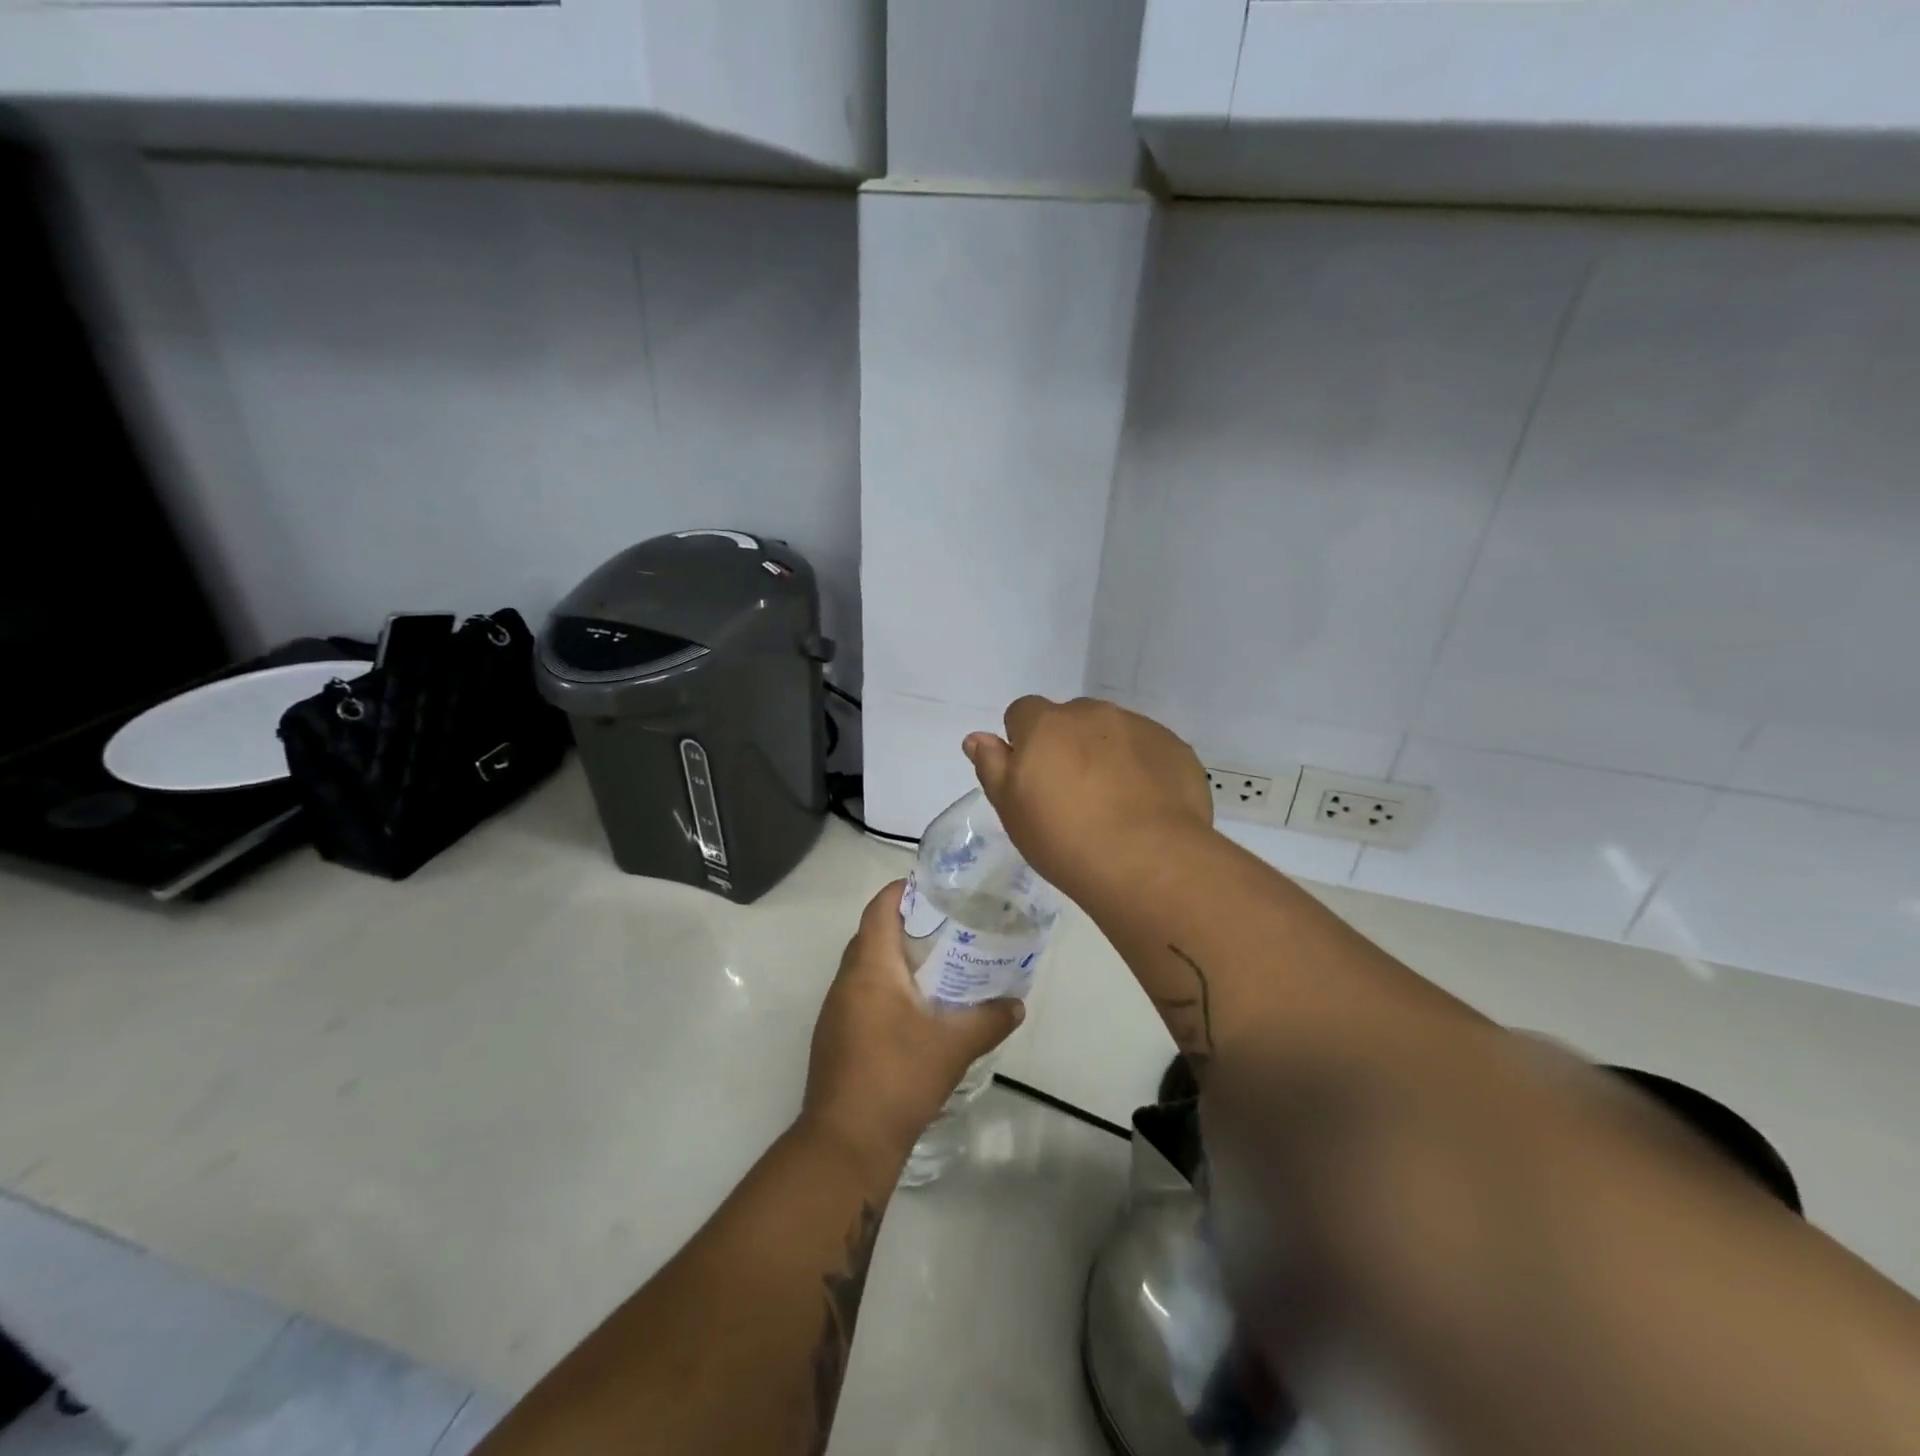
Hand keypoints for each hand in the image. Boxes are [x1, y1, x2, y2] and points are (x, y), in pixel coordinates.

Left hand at [803, 882, 1024, 1167]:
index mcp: (869, 967)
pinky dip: (889, 988)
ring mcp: (836, 1009)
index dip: (905, 890)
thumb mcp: (953, 1046)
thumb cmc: (897, 1077)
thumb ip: (988, 1019)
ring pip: (868, 966)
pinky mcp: (837, 1036)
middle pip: (874, 934)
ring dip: (899, 959)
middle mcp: (846, 980)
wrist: (845, 1142)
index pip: (880, 908)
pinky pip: (863, 994)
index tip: (939, 889)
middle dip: (909, 925)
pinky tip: (919, 1009)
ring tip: (942, 963)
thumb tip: (1017, 1004)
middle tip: (951, 926)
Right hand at [964, 696, 1211, 900]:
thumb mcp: (1011, 809)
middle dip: (1068, 744)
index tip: (1032, 777)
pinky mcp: (1175, 748)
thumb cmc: (1064, 838)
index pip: (1023, 712)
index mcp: (1046, 724)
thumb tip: (977, 738)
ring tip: (1114, 803)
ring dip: (1106, 753)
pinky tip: (1145, 806)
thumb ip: (992, 766)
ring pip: (1113, 732)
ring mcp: (1139, 727)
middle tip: (1072, 795)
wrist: (1148, 861)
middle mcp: (1092, 713)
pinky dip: (1143, 768)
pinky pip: (1149, 750)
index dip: (1023, 741)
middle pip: (1070, 719)